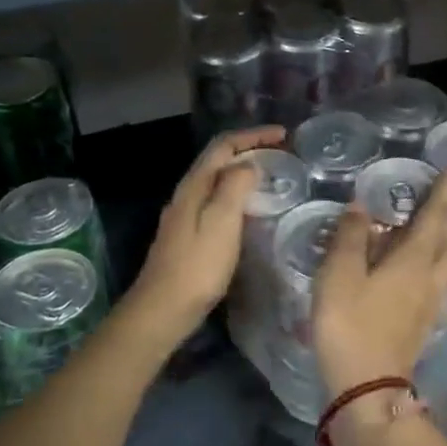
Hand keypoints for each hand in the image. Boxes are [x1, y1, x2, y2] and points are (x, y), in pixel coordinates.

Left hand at [125, 126, 285, 348]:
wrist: (162, 310)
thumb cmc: (197, 267)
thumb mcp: (221, 222)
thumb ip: (235, 187)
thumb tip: (249, 164)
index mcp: (194, 186)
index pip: (224, 145)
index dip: (254, 135)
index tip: (284, 135)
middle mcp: (187, 194)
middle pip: (219, 159)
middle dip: (250, 149)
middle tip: (283, 153)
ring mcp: (185, 215)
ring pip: (217, 180)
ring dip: (244, 171)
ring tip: (273, 176)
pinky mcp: (189, 234)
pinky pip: (217, 200)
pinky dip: (238, 194)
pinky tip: (251, 210)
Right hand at [311, 170, 446, 399]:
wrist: (367, 388)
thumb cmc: (350, 325)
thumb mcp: (339, 276)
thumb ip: (351, 237)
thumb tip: (362, 205)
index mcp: (413, 262)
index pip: (434, 218)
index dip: (444, 193)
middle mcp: (429, 280)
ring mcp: (429, 305)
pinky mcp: (423, 325)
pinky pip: (443, 285)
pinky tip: (440, 274)